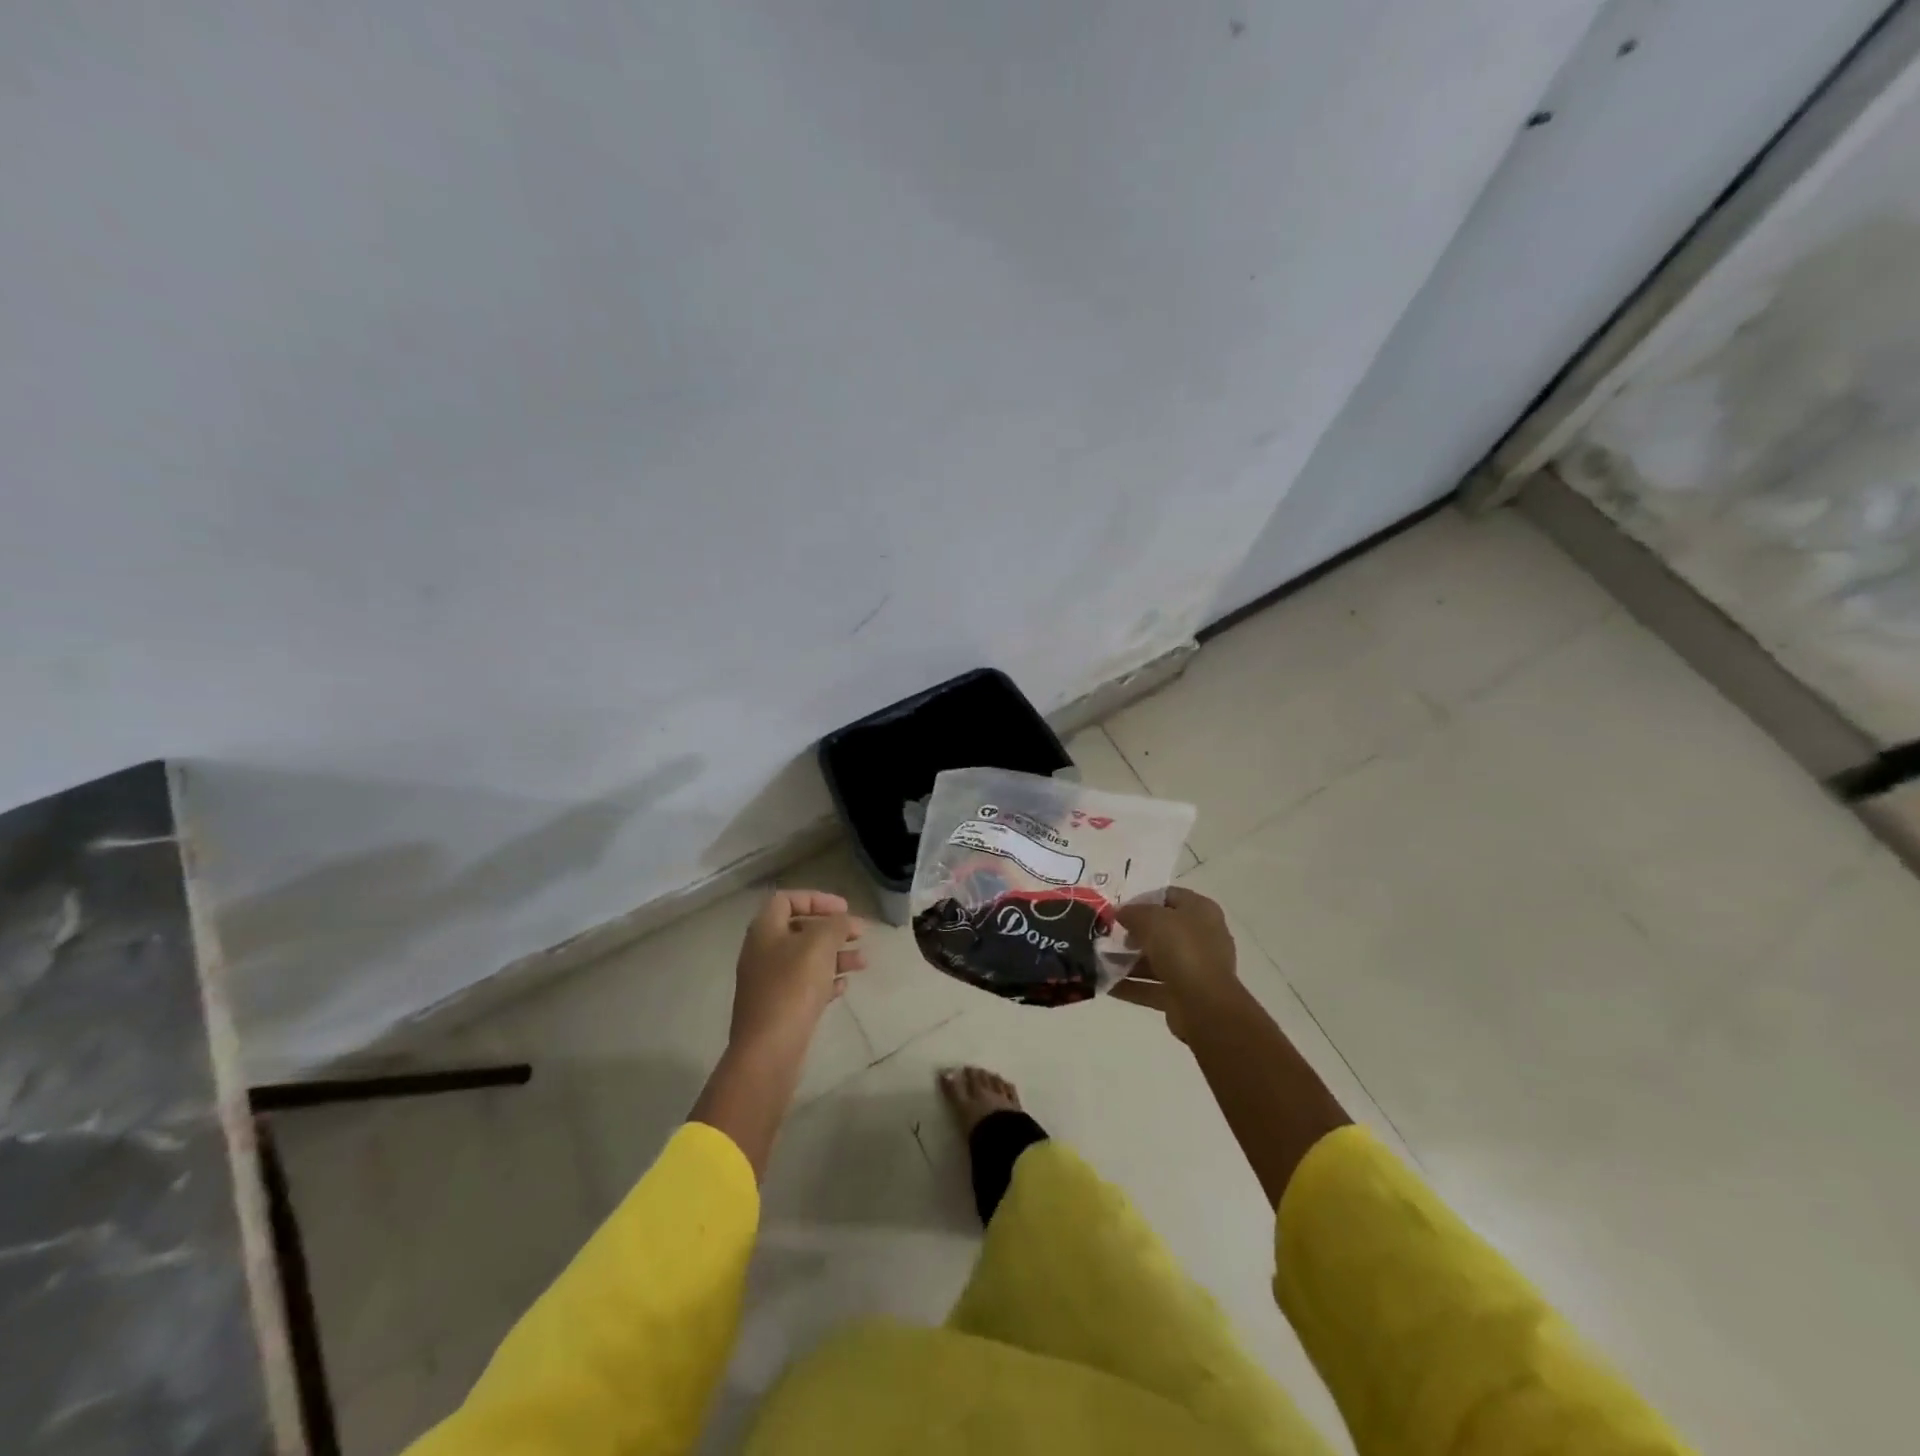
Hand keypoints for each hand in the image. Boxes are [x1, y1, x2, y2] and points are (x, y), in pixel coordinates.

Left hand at [729, 889, 865, 1055]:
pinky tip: (844, 986)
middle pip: (800, 929)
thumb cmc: (793, 987)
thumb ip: (835, 924)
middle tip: (859, 933)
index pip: (787, 899)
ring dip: (835, 955)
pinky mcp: (778, 1008)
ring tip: (863, 962)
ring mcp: (769, 982)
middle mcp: (762, 952)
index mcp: (764, 930)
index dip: (817, 899)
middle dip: (832, 929)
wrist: (769, 1050)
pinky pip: (805, 985)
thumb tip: (843, 920)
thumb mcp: (819, 945)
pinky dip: (826, 980)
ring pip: (806, 959)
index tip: (844, 909)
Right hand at [1111, 887, 1242, 1042]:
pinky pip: (1152, 986)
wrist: (1204, 1005)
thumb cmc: (1181, 949)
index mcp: (1201, 911)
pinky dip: (1131, 986)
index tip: (1118, 908)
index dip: (1142, 899)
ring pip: (1156, 960)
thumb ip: (1132, 912)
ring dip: (1128, 961)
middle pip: (1162, 930)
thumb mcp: (1151, 919)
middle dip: (1133, 933)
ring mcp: (1194, 968)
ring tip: (1099, 960)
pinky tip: (1106, 984)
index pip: (1169, 896)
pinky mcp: (1183, 995)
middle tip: (1108, 935)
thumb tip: (1120, 913)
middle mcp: (1201, 937)